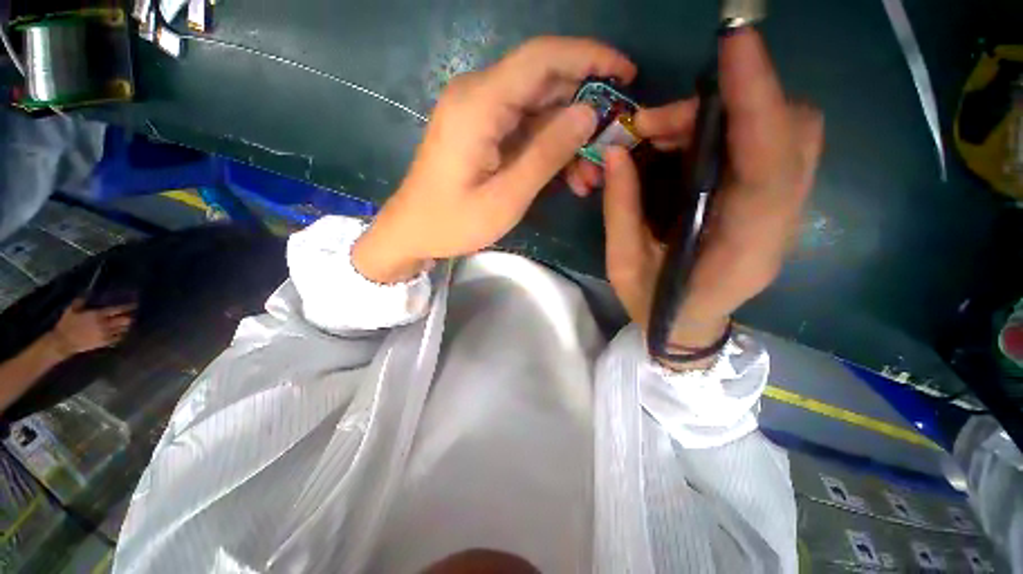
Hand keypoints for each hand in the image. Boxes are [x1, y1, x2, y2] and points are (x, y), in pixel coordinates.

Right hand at [50, 299, 134, 356]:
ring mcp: (105, 335)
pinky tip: (123, 332)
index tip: (134, 304)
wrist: (63, 342)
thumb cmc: (67, 324)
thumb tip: (86, 292)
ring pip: (122, 329)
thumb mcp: (71, 310)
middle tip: (133, 314)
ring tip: (130, 322)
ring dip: (127, 326)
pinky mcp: (103, 343)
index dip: (127, 307)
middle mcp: (104, 325)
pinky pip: (117, 339)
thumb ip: (79, 301)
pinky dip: (122, 335)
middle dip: (129, 316)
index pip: (117, 310)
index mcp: (97, 315)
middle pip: (123, 320)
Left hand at [353, 37, 635, 282]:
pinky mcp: (482, 130)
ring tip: (589, 177)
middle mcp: (479, 95)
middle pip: (545, 83)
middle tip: (612, 145)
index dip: (590, 58)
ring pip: (540, 110)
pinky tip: (567, 177)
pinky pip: (526, 128)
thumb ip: (546, 154)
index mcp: (479, 104)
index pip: (543, 58)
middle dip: (585, 111)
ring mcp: (480, 112)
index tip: (627, 74)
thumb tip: (588, 114)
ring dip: (569, 139)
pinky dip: (549, 148)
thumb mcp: (506, 198)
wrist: (413, 231)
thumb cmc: (453, 222)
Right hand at [594, 30, 823, 352]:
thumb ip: (621, 211)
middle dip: (727, 105)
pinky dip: (729, 129)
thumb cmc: (655, 306)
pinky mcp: (771, 203)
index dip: (757, 98)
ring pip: (784, 133)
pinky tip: (684, 146)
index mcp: (742, 249)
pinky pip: (768, 145)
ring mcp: (782, 211)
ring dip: (724, 115)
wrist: (688, 328)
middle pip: (790, 132)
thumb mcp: (625, 265)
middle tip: (656, 124)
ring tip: (662, 135)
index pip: (770, 162)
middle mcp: (778, 223)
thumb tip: (616, 153)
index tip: (735, 45)